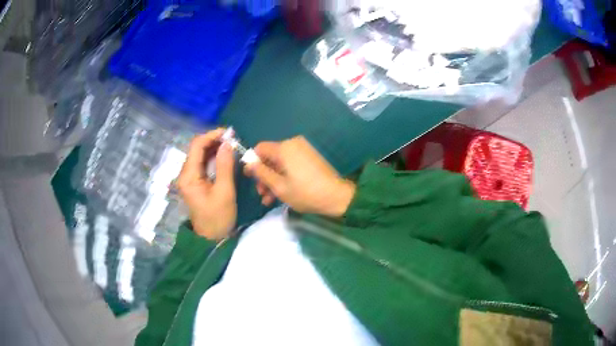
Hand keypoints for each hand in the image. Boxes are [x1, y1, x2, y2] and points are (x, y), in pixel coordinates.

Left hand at [177, 129, 235, 240]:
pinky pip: (202, 163)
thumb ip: (225, 165)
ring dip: (214, 148)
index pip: (197, 146)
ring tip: (232, 145)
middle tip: (234, 139)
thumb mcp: (225, 191)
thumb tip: (228, 143)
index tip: (230, 133)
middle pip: (197, 148)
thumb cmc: (218, 217)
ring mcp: (188, 177)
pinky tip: (225, 156)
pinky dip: (213, 157)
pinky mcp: (194, 181)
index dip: (212, 135)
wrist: (211, 238)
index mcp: (188, 176)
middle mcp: (185, 173)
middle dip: (214, 140)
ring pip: (200, 155)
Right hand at [245, 136, 355, 216]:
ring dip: (273, 180)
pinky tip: (280, 195)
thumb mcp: (279, 186)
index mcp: (284, 148)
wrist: (336, 196)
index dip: (252, 162)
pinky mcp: (310, 158)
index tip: (249, 177)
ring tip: (269, 200)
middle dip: (263, 175)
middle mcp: (293, 145)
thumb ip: (261, 173)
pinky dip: (284, 177)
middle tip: (261, 193)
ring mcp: (303, 151)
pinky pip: (291, 165)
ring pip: (280, 164)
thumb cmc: (305, 192)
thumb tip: (249, 163)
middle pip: (270, 157)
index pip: (260, 148)